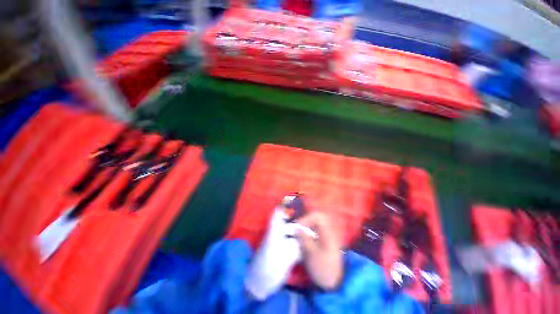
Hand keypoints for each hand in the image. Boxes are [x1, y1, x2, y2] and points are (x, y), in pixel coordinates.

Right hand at [296, 212, 342, 289]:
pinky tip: (303, 241)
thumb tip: (296, 228)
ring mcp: (328, 237)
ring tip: (298, 234)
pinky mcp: (325, 243)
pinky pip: (315, 232)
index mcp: (327, 232)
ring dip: (306, 227)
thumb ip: (303, 238)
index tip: (297, 227)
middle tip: (296, 229)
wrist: (336, 284)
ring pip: (315, 225)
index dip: (306, 218)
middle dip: (305, 221)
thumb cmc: (323, 268)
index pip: (317, 216)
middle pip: (316, 219)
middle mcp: (328, 231)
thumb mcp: (311, 254)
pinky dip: (308, 233)